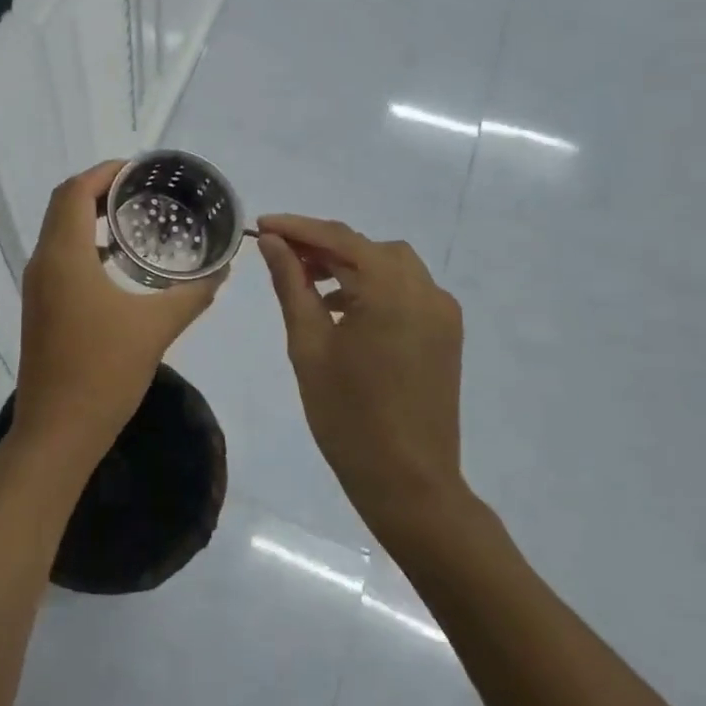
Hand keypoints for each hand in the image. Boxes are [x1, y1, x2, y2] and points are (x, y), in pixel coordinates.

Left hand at [13, 162, 223, 462]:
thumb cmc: (104, 372)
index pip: (74, 191)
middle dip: (99, 189)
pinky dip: (84, 243)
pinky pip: (60, 256)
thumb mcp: (156, 328)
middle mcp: (42, 263)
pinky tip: (119, 262)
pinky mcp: (40, 307)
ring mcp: (37, 287)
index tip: (140, 169)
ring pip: (58, 231)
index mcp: (63, 256)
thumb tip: (223, 269)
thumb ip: (192, 294)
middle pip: (62, 205)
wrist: (58, 432)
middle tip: (143, 189)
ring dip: (89, 215)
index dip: (104, 172)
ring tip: (135, 217)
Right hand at [256, 214, 469, 529]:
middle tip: (279, 255)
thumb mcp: (308, 344)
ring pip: (389, 264)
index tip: (260, 225)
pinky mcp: (445, 333)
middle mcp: (424, 290)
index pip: (338, 239)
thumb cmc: (347, 414)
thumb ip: (292, 283)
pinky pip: (406, 289)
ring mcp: (441, 311)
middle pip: (367, 247)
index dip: (296, 227)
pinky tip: (342, 308)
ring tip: (307, 281)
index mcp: (390, 290)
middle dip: (322, 244)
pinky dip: (373, 285)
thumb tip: (272, 242)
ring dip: (349, 263)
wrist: (407, 480)